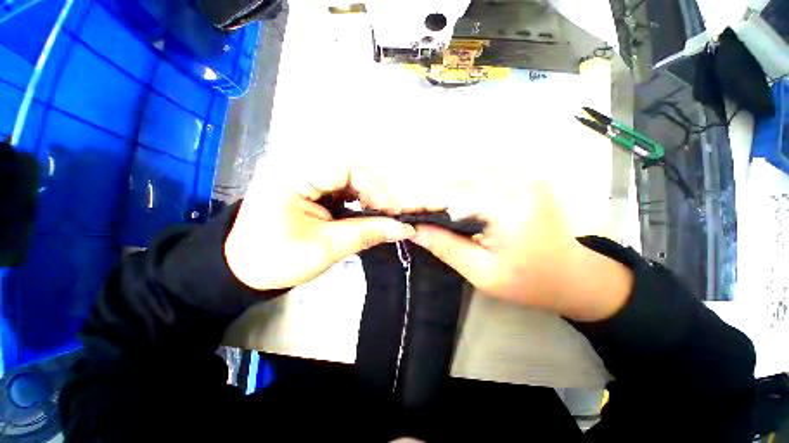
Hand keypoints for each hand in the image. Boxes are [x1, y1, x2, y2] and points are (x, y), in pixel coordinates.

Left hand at [224, 159, 414, 290]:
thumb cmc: (279, 261)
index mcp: (292, 174)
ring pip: (349, 175)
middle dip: (374, 192)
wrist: (246, 268)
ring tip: (379, 214)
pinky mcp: (308, 182)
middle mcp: (298, 164)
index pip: (346, 167)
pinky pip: (342, 184)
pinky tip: (364, 211)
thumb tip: (403, 228)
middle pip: (351, 168)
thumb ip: (367, 233)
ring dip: (368, 194)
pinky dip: (357, 197)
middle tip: (389, 215)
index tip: (391, 211)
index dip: (374, 187)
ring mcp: (303, 172)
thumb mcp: (326, 248)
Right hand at [411, 180, 632, 321]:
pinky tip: (460, 200)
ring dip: (449, 188)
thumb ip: (445, 246)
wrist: (573, 277)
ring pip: (471, 172)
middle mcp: (517, 181)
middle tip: (417, 214)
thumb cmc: (529, 282)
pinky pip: (486, 171)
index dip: (424, 203)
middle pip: (459, 179)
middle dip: (434, 196)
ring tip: (435, 209)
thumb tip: (414, 230)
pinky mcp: (525, 178)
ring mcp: (524, 175)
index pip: (453, 197)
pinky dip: (467, 183)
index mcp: (508, 206)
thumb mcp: (481, 272)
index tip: (403, 211)